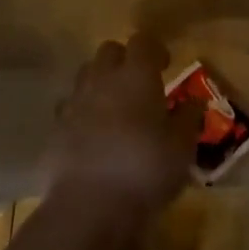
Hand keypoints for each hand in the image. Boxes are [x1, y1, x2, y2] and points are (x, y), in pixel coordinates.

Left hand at [46, 34, 200, 237]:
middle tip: (140, 84)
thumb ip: (187, 119)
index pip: (142, 42)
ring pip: (86, 75)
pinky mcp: (55, 129)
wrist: (88, 207)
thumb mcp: (182, 148)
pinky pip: (70, 108)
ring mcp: (75, 103)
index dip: (154, 49)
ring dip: (101, 83)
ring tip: (116, 108)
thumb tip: (193, 102)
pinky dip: (83, 113)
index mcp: (136, 75)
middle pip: (109, 51)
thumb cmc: (145, 170)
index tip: (165, 65)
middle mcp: (102, 79)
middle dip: (124, 60)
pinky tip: (93, 136)